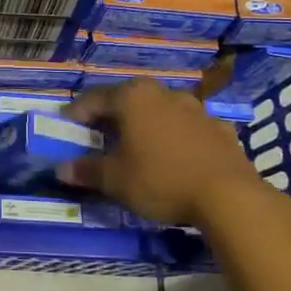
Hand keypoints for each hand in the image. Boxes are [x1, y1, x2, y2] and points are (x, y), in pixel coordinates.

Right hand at [61, 81, 290, 230]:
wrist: (229, 196)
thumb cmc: (161, 180)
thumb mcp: (116, 180)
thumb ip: (87, 171)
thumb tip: (62, 169)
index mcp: (133, 98)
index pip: (94, 99)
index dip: (77, 113)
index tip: (67, 126)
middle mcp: (163, 93)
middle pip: (128, 100)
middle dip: (112, 116)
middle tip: (100, 134)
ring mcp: (196, 109)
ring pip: (161, 111)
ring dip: (147, 124)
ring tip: (139, 145)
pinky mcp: (220, 129)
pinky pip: (189, 128)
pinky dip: (177, 138)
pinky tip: (177, 156)